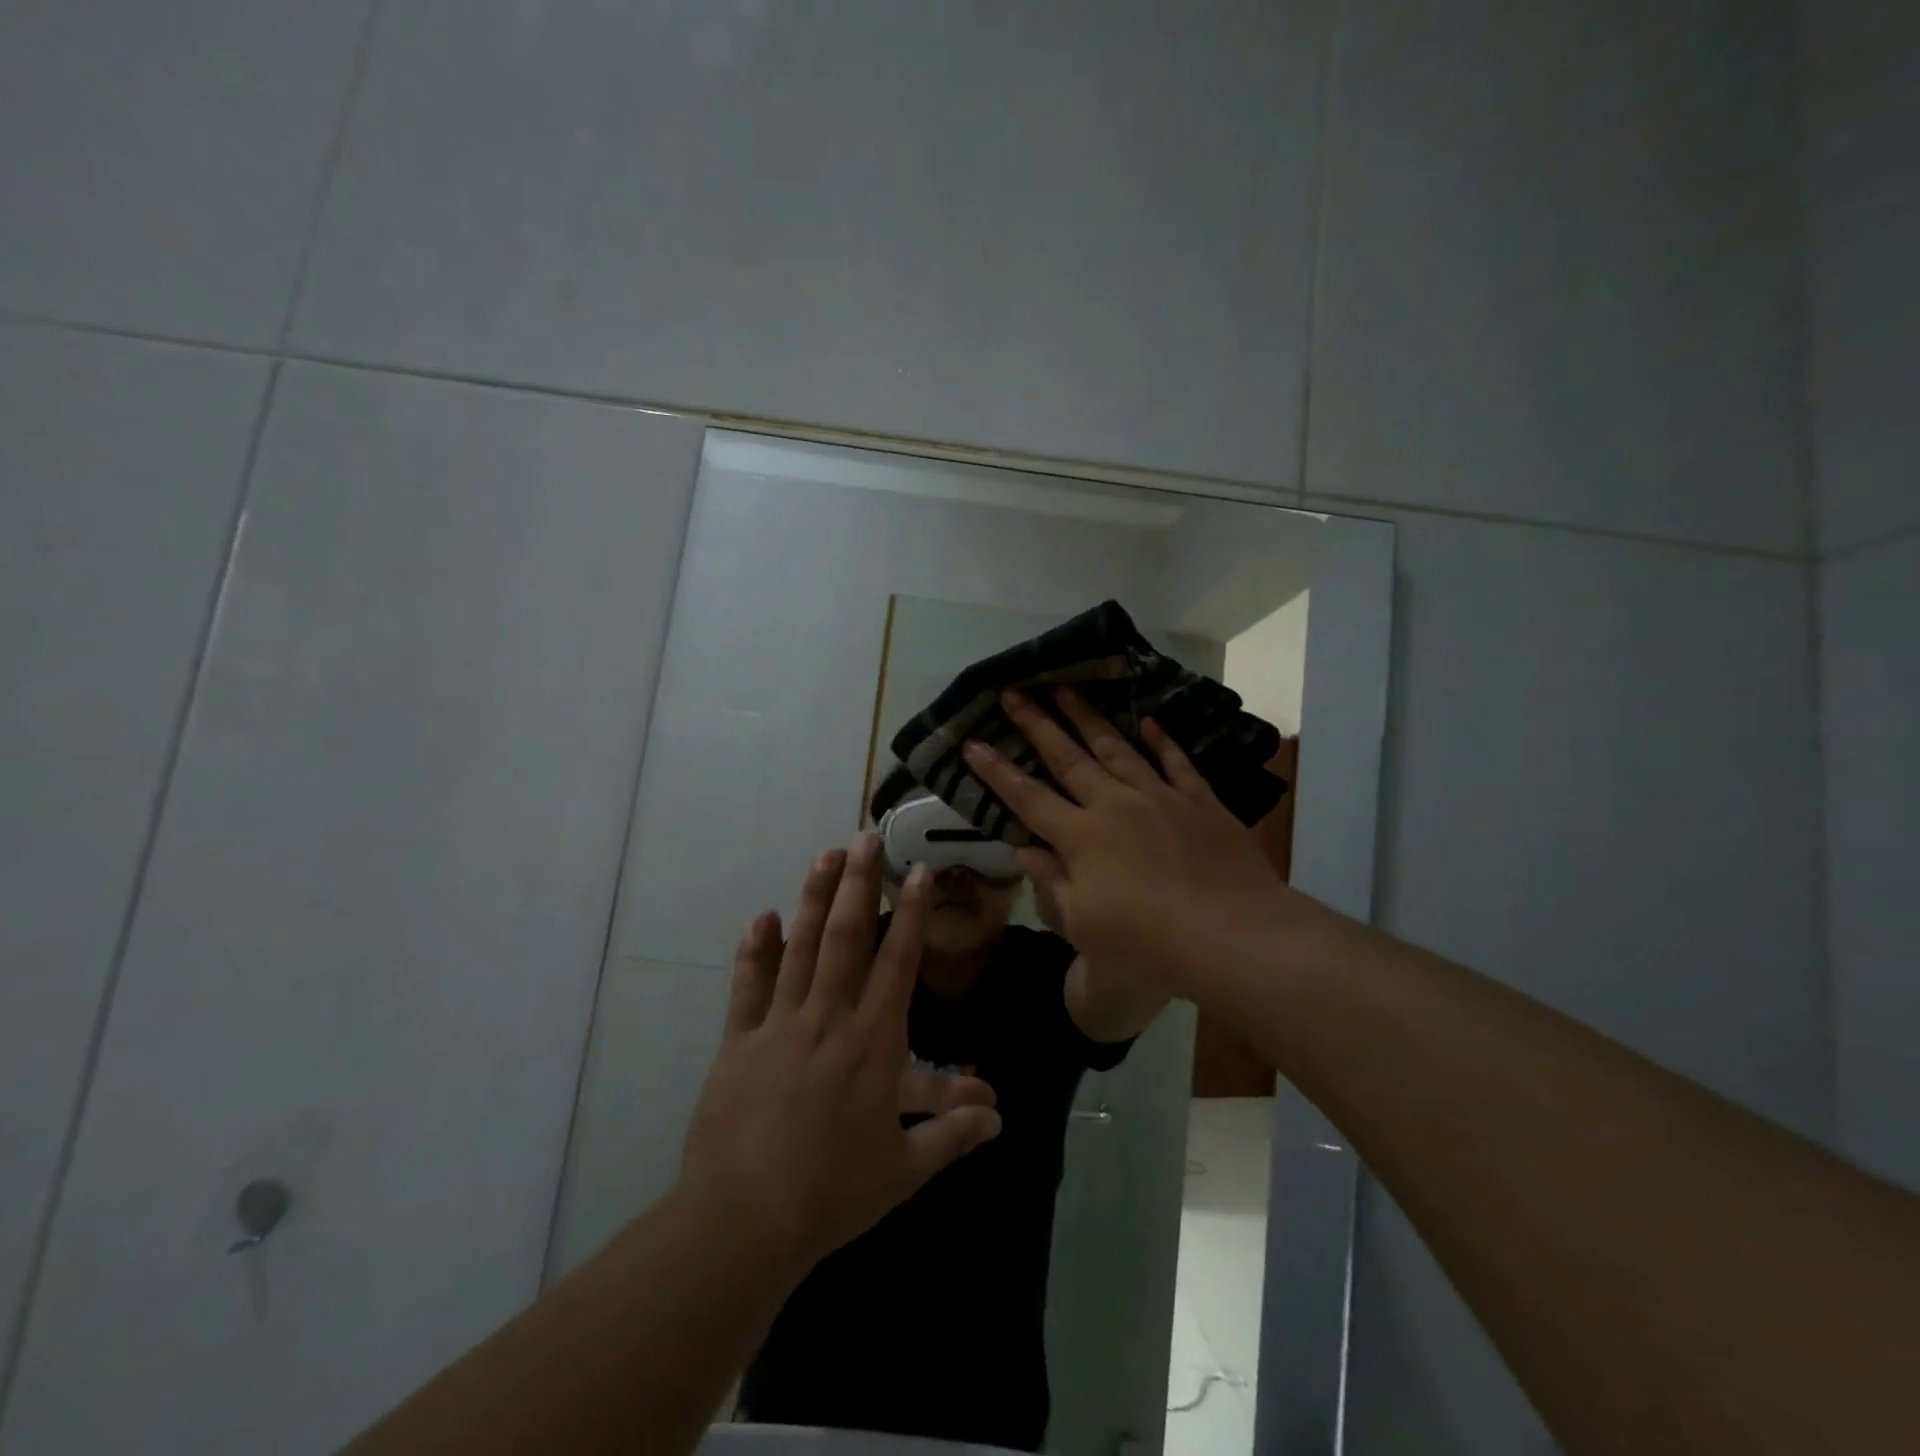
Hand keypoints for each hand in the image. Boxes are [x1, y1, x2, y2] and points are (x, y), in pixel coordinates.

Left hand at [679, 834, 1002, 1273]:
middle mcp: (829, 1018)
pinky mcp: (739, 1041)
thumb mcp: (903, 1168)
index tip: (919, 873)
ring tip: (825, 855)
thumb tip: (999, 1113)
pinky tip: (763, 916)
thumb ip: (952, 1134)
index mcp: (874, 1043)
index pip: (899, 963)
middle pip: (848, 937)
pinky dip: (755, 950)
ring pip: (801, 948)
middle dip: (859, 883)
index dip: (912, 914)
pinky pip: (748, 986)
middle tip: (865, 837)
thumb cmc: (834, 1193)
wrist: (745, 1222)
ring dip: (815, 898)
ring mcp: (780, 1025)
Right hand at [963, 688, 1320, 1001]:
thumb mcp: (1084, 925)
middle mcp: (1114, 805)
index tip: (972, 743)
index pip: (1027, 797)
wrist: (1233, 936)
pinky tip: (1149, 721)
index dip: (996, 771)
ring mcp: (1159, 797)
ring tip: (1067, 689)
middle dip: (1036, 724)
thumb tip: (1024, 850)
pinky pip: (1175, 762)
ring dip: (1088, 718)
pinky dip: (1161, 740)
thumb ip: (1052, 881)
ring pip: (1116, 748)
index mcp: (1080, 837)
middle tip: (1014, 692)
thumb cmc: (1149, 944)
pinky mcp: (1199, 801)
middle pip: (1067, 757)